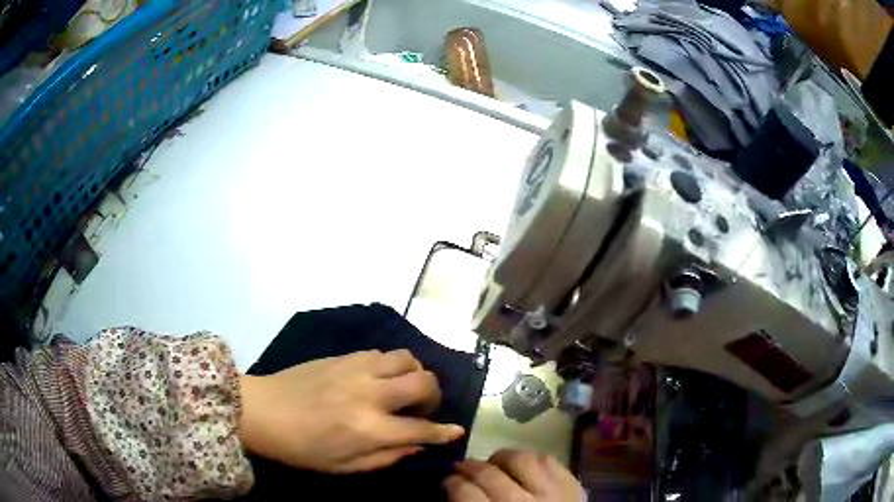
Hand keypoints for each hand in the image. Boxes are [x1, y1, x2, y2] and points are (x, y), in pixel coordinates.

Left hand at [239, 350, 464, 472]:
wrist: (262, 410)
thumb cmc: (302, 448)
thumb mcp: (345, 466)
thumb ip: (386, 457)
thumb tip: (416, 445)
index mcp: (370, 428)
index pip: (422, 428)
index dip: (444, 431)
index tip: (457, 429)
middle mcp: (371, 394)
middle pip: (424, 382)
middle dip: (434, 396)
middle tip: (422, 408)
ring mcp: (357, 369)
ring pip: (406, 357)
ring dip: (414, 373)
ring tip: (403, 388)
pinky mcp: (343, 356)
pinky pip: (381, 353)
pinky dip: (390, 365)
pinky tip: (378, 378)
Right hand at [444, 450, 584, 501]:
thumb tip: (455, 496)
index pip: (464, 492)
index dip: (451, 483)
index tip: (448, 483)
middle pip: (488, 473)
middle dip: (468, 467)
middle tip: (462, 470)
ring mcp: (551, 492)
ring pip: (520, 459)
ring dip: (501, 459)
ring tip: (494, 465)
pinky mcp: (573, 486)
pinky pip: (550, 461)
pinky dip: (534, 460)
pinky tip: (525, 469)